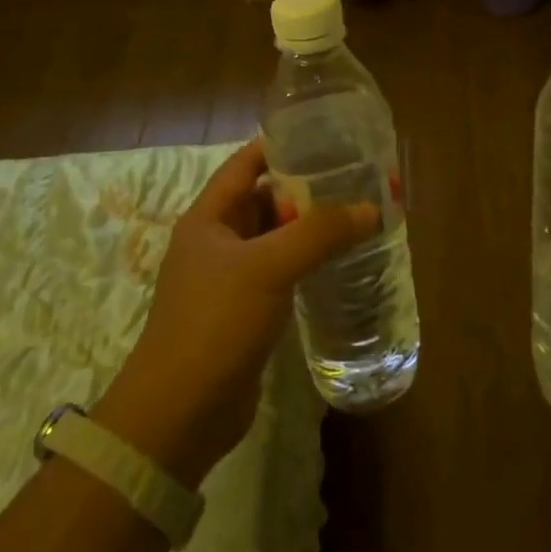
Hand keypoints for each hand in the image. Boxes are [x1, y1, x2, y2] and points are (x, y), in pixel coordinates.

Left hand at [91, 139, 378, 487]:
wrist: (179, 415)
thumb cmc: (215, 323)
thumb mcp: (268, 267)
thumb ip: (320, 234)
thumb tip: (371, 209)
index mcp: (209, 217)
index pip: (246, 164)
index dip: (281, 145)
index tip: (326, 135)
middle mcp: (217, 241)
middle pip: (264, 199)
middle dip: (305, 188)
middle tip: (355, 177)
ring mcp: (230, 279)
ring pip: (275, 239)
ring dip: (309, 229)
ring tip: (357, 215)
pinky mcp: (245, 312)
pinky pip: (281, 273)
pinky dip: (306, 264)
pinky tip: (340, 263)